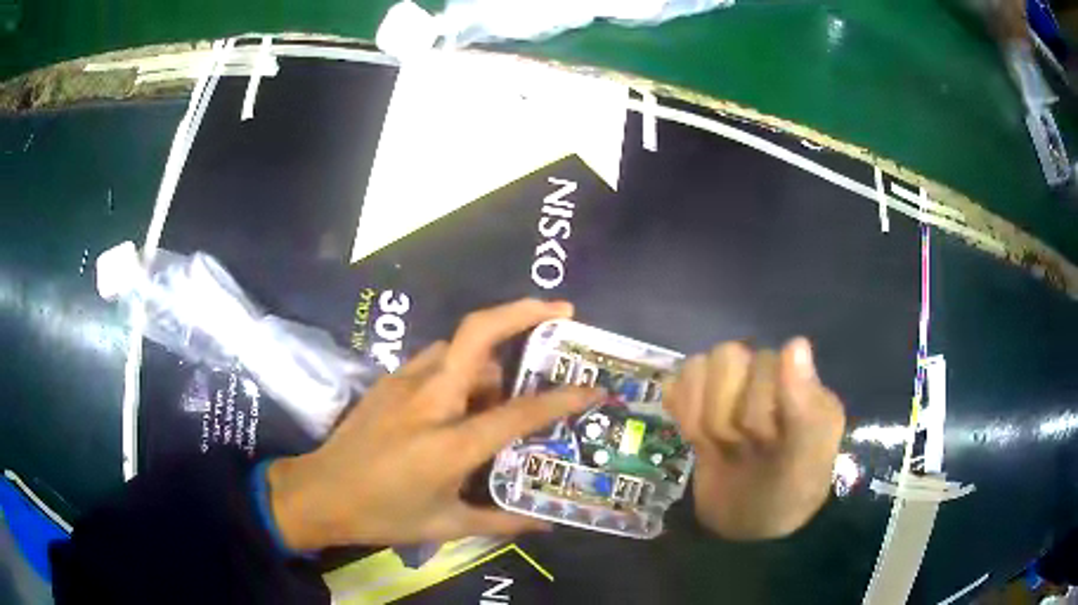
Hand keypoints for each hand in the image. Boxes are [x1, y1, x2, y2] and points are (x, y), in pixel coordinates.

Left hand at [266, 299, 597, 549]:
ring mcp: (404, 382)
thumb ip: (502, 522)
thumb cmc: (384, 515)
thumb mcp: (446, 525)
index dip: (563, 398)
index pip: (519, 411)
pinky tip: (464, 396)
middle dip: (523, 311)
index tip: (594, 388)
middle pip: (478, 333)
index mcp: (450, 443)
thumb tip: (546, 523)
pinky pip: (437, 360)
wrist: (319, 493)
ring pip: (458, 345)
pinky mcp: (388, 380)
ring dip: (492, 352)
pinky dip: (462, 366)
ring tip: (509, 380)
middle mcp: (429, 400)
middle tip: (561, 310)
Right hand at [665, 338, 844, 540]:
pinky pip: (677, 384)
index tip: (769, 442)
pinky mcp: (700, 406)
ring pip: (697, 368)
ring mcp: (731, 389)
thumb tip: (795, 342)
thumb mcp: (807, 457)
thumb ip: (804, 404)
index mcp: (799, 378)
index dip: (757, 409)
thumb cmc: (788, 493)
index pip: (761, 361)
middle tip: (742, 445)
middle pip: (725, 358)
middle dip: (727, 414)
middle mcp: (766, 374)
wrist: (751, 531)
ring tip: (721, 445)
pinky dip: (682, 412)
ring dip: (702, 416)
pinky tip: (695, 438)